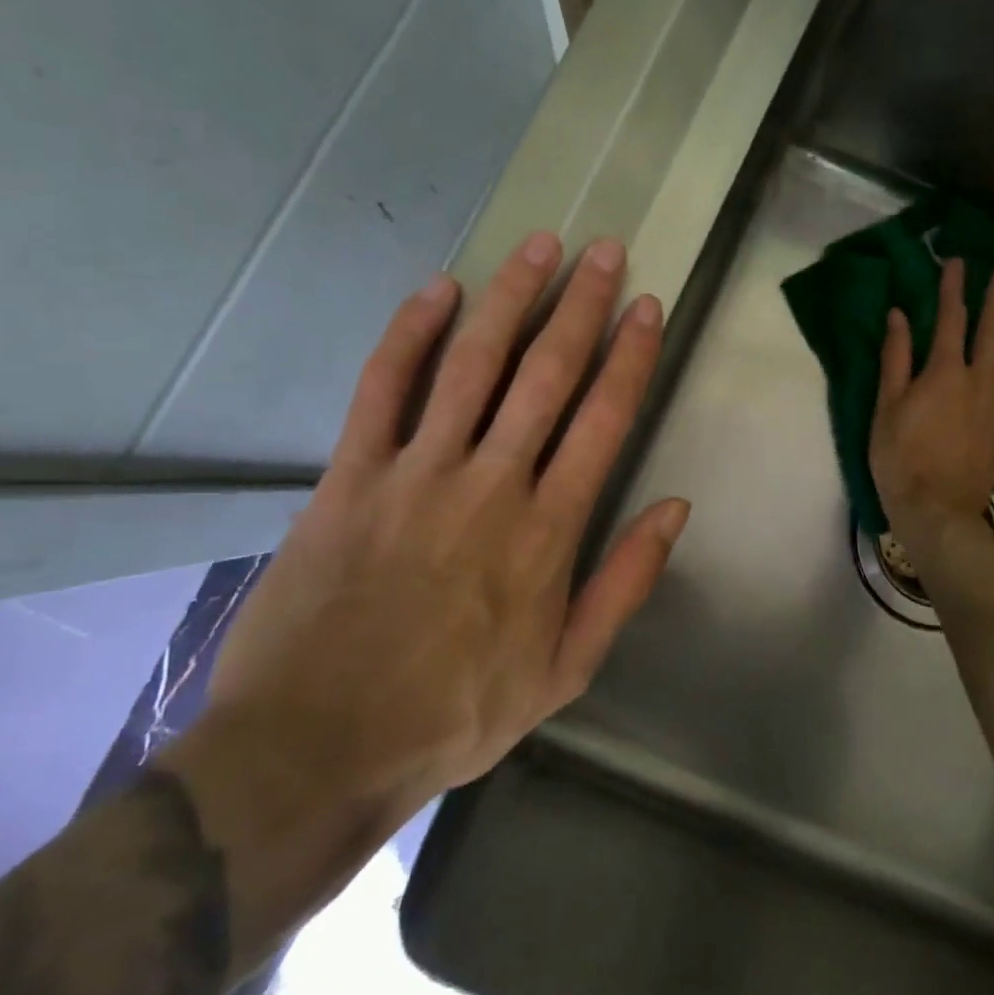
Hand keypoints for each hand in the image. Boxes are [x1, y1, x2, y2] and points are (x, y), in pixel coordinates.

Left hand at [198, 232, 688, 833]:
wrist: (317, 748)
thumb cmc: (455, 712)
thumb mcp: (566, 670)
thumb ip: (625, 582)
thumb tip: (675, 506)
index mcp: (548, 529)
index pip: (603, 418)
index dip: (630, 355)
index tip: (646, 305)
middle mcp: (492, 482)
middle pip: (547, 373)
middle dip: (582, 305)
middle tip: (603, 251)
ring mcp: (418, 472)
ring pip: (473, 364)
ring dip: (510, 298)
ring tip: (539, 246)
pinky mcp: (351, 475)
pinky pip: (383, 387)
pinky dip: (410, 333)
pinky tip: (437, 288)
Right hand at [869, 258, 993, 546]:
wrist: (937, 511)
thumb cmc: (901, 459)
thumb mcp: (886, 407)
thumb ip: (896, 359)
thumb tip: (900, 315)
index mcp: (945, 372)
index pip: (952, 318)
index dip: (954, 287)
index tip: (957, 261)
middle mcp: (980, 380)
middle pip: (993, 329)